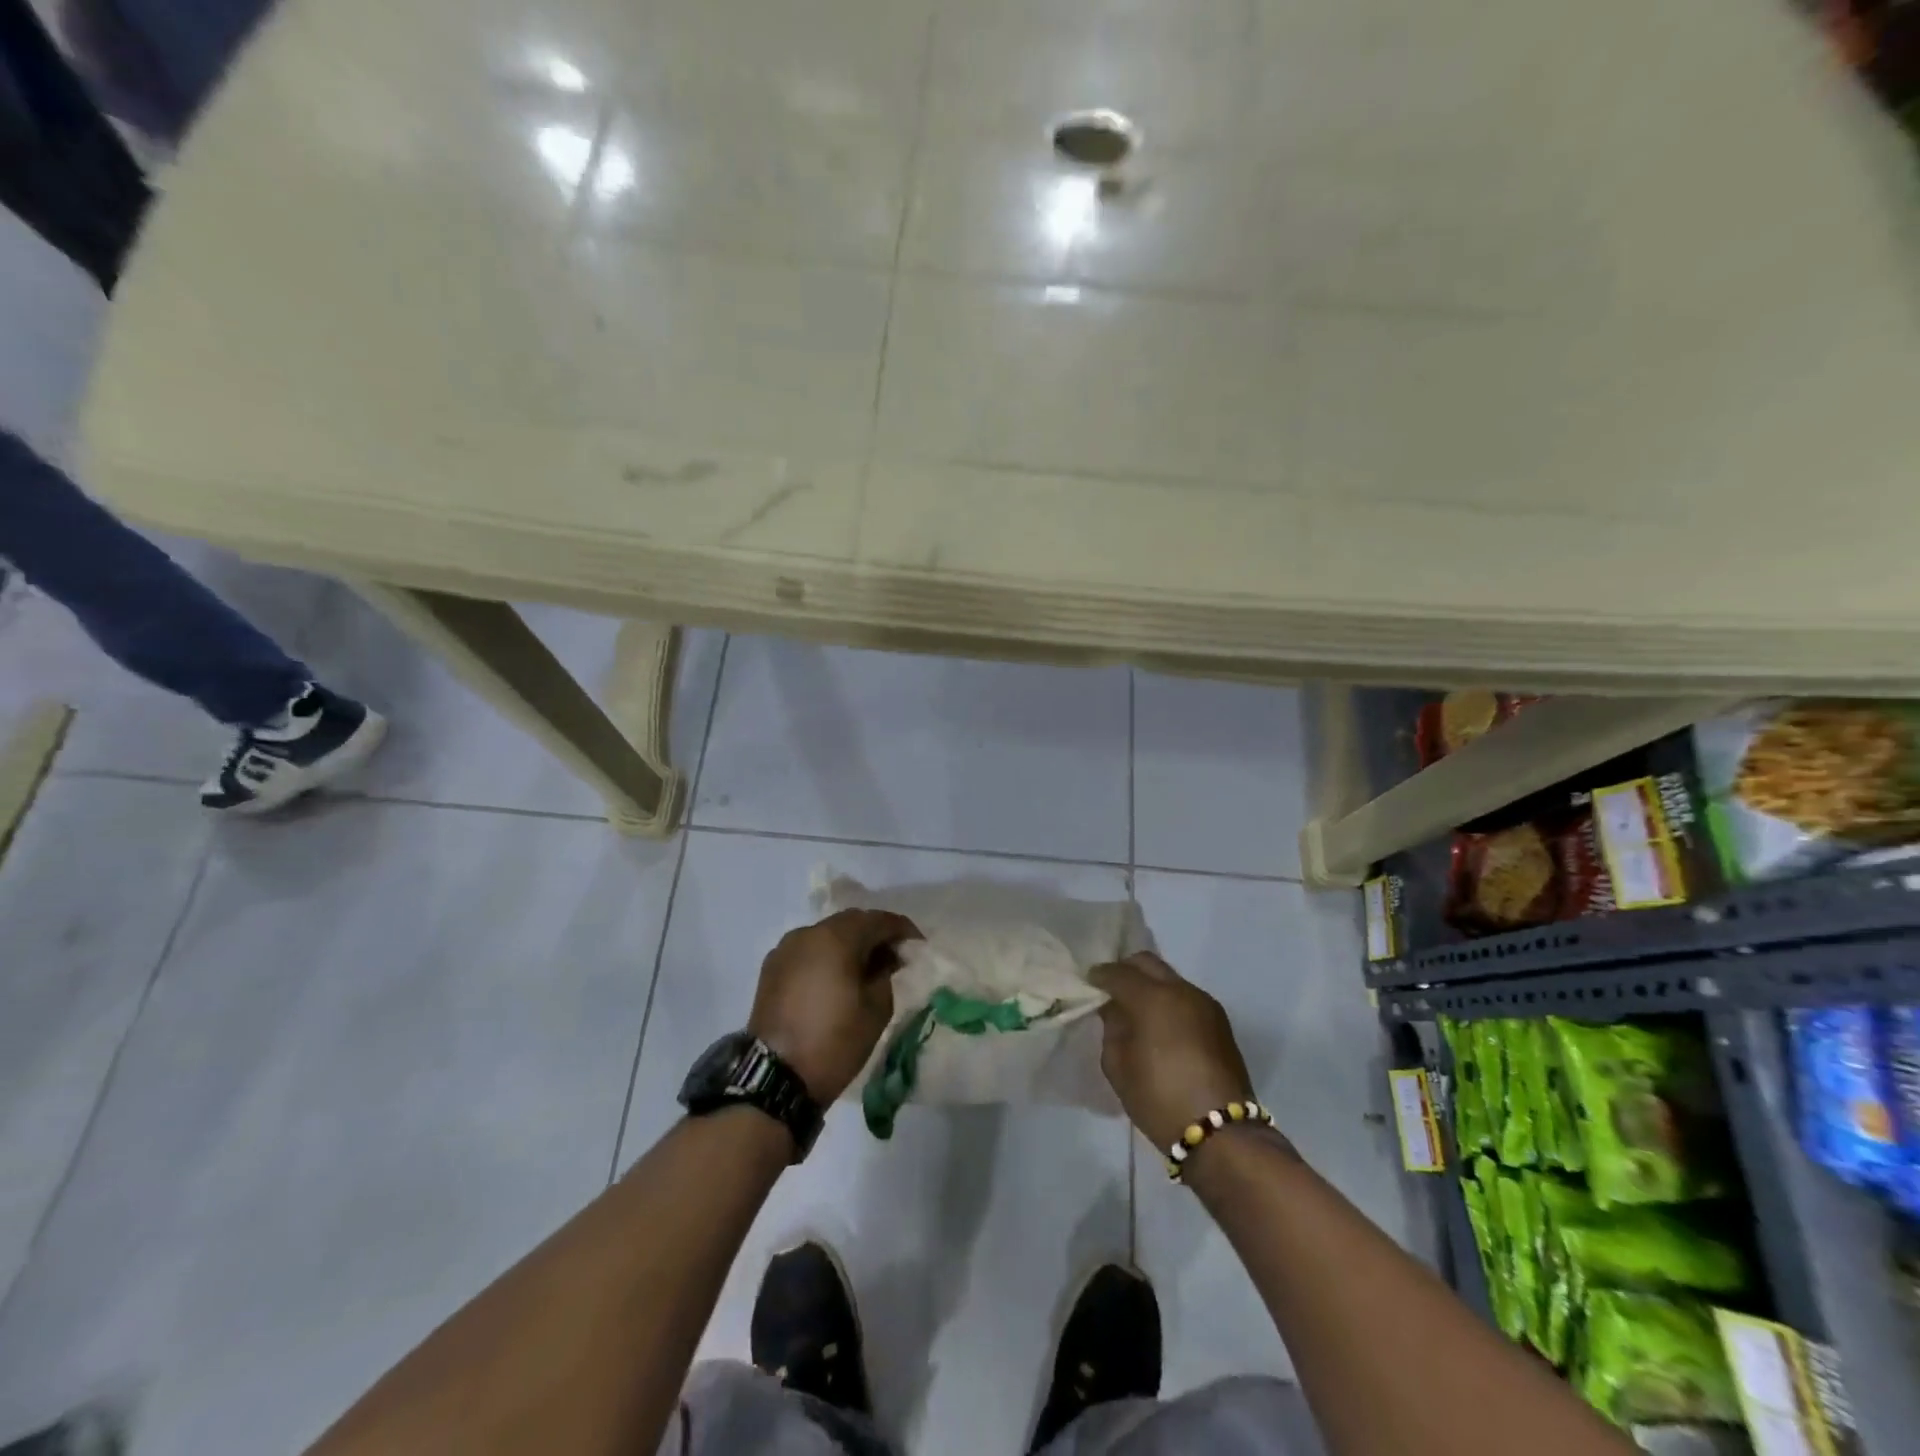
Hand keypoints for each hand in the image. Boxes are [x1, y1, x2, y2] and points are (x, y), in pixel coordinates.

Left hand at [749, 909, 922, 1103]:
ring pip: (826, 935)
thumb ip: (886, 972)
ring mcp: (785, 949)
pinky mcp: (771, 968)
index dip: (902, 929)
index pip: (878, 920)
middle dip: (874, 934)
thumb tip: (885, 958)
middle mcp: (808, 933)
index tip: (917, 945)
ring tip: (865, 968)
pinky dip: (826, 956)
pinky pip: (808, 951)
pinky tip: (835, 978)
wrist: (776, 1077)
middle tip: (894, 956)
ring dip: (848, 944)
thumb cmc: (834, 1041)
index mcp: (836, 938)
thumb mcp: (877, 1008)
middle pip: (850, 922)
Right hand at [1088, 952, 1256, 1150]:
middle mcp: (1181, 991)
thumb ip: (1112, 1028)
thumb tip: (1115, 1010)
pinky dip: (1169, 1001)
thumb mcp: (1118, 1066)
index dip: (1100, 975)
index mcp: (1152, 998)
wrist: (1220, 1132)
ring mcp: (1205, 1003)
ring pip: (1169, 978)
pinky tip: (1161, 1025)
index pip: (1118, 973)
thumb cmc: (1159, 1098)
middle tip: (1111, 989)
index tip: (1089, 983)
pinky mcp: (1220, 1021)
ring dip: (1150, 986)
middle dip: (1126, 970)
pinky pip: (1186, 997)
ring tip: (1137, 1010)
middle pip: (1147, 963)